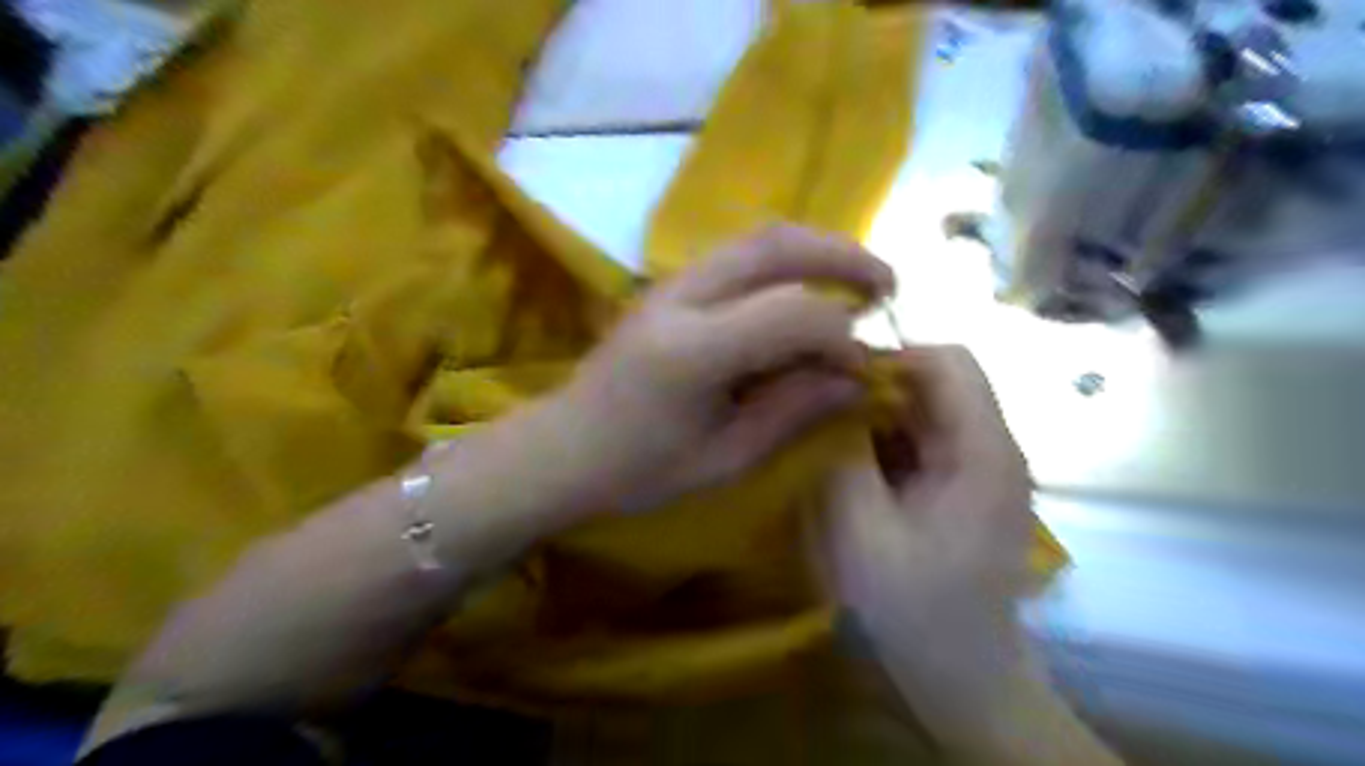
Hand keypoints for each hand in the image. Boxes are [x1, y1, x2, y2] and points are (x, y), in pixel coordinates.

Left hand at [558, 224, 891, 513]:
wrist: (563, 447)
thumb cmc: (638, 470)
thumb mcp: (724, 459)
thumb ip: (792, 412)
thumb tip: (855, 380)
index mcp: (694, 351)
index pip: (794, 313)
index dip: (841, 336)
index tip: (862, 369)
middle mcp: (682, 298)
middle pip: (776, 245)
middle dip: (843, 256)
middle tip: (887, 285)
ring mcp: (669, 284)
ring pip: (757, 238)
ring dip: (816, 248)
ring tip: (857, 278)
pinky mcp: (667, 286)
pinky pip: (738, 254)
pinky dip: (785, 260)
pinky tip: (805, 286)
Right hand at [820, 347, 1035, 730]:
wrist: (963, 672)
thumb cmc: (914, 605)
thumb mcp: (860, 529)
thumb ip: (842, 455)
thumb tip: (827, 398)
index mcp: (982, 450)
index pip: (949, 360)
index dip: (893, 356)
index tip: (839, 380)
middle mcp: (994, 446)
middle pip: (940, 380)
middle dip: (879, 386)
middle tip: (825, 411)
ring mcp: (983, 466)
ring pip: (929, 408)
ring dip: (881, 414)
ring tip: (835, 440)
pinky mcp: (968, 485)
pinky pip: (926, 439)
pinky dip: (890, 441)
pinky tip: (858, 469)